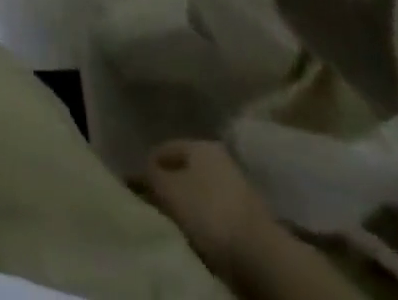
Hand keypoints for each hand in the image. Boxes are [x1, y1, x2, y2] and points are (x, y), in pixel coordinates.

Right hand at [140, 140, 279, 276]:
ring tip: (175, 222)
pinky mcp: (248, 214)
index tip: (137, 186)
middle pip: (185, 169)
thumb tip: (142, 170)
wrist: (260, 254)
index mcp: (200, 143)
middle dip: (169, 184)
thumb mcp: (169, 190)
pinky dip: (205, 220)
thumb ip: (151, 176)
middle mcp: (219, 157)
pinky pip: (216, 211)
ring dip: (188, 204)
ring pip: (201, 190)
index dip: (148, 165)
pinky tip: (198, 233)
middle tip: (155, 203)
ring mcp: (236, 185)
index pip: (165, 148)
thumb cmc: (208, 212)